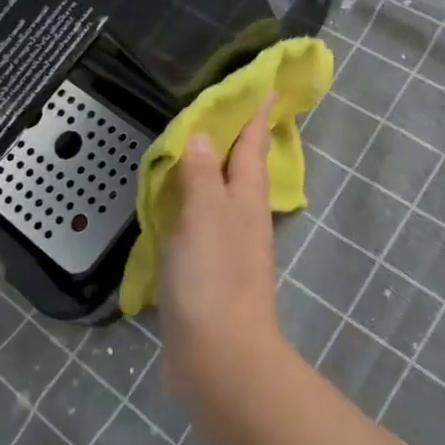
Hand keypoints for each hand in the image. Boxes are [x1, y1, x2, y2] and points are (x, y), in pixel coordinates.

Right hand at [158, 101, 286, 411]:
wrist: (219, 358)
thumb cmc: (213, 278)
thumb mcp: (204, 214)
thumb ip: (202, 174)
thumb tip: (203, 135)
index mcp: (246, 198)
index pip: (253, 144)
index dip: (258, 114)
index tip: (268, 86)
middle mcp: (242, 218)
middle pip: (242, 169)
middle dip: (238, 139)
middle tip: (226, 111)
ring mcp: (228, 248)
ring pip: (221, 196)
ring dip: (212, 171)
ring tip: (196, 150)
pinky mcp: (209, 275)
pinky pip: (200, 226)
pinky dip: (191, 207)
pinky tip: (175, 208)